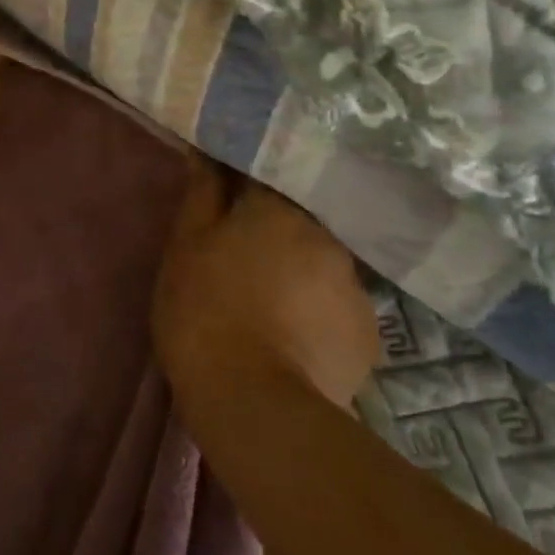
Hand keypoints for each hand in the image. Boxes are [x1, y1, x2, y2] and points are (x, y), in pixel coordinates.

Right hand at [154, 164, 379, 410]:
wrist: (253, 402)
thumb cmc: (204, 309)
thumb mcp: (186, 245)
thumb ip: (202, 192)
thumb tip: (209, 151)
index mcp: (279, 208)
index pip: (265, 177)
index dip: (243, 191)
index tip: (226, 205)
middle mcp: (327, 236)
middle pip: (298, 224)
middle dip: (274, 236)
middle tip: (244, 262)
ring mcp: (355, 286)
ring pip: (321, 267)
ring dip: (300, 276)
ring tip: (272, 308)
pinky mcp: (369, 335)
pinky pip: (338, 311)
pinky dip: (319, 316)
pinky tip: (296, 340)